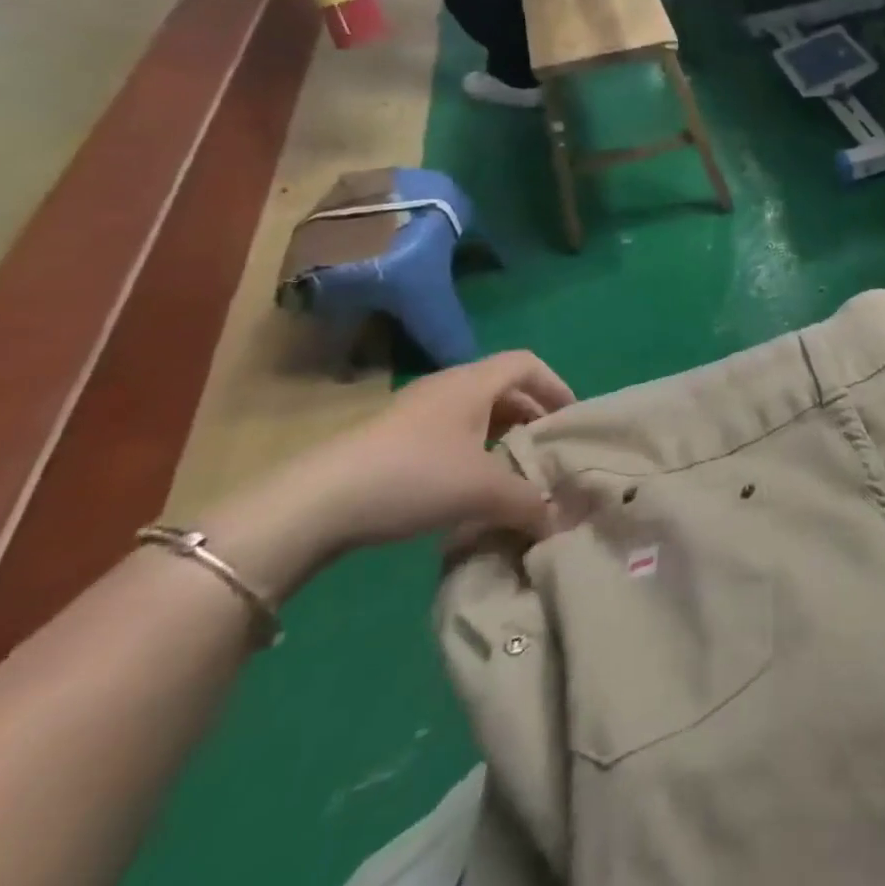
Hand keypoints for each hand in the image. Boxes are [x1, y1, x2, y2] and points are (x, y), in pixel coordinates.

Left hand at [202, 352, 574, 597]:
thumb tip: (560, 521)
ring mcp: (415, 412)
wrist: (314, 504)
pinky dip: (472, 451)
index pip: (528, 364)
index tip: (570, 420)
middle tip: (547, 451)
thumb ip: (528, 502)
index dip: (556, 385)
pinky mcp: (391, 440)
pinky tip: (469, 489)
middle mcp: (447, 387)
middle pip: (503, 388)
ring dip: (501, 436)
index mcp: (473, 383)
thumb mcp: (481, 490)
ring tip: (514, 473)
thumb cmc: (413, 476)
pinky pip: (449, 433)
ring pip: (475, 413)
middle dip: (531, 416)